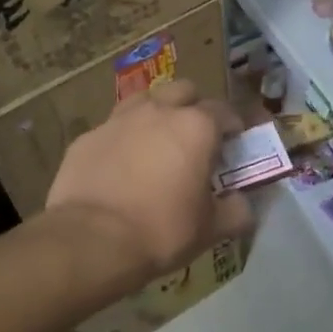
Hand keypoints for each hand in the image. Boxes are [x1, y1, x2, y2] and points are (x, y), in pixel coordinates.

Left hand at [46, 79, 254, 290]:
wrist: (91, 240)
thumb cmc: (162, 230)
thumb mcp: (211, 229)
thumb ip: (236, 210)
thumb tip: (245, 204)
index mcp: (196, 126)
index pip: (225, 111)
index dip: (233, 125)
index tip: (234, 143)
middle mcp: (159, 111)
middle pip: (184, 91)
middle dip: (194, 106)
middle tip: (195, 137)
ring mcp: (119, 120)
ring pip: (145, 100)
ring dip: (156, 114)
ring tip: (156, 143)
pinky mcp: (87, 137)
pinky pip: (113, 129)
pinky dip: (123, 140)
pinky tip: (120, 166)